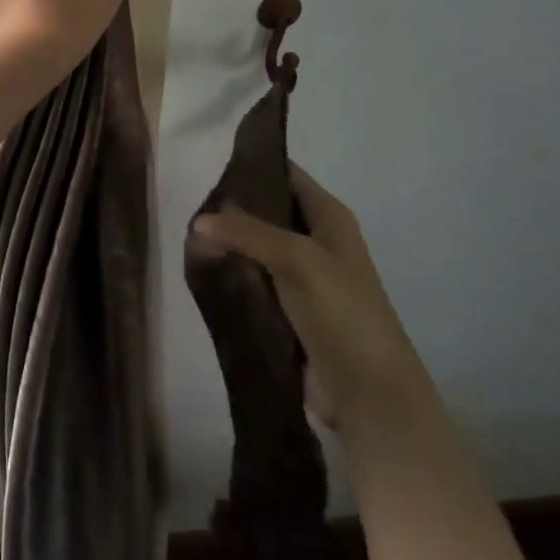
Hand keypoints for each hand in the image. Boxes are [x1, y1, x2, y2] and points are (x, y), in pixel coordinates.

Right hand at [193, 167, 435, 448]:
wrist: (369, 393)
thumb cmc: (342, 311)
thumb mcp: (296, 258)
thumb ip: (246, 233)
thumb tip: (198, 221)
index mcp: (330, 217)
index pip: (287, 175)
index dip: (254, 167)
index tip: (211, 166)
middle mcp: (318, 241)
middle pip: (269, 212)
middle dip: (233, 210)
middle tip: (191, 208)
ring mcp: (305, 279)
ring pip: (259, 250)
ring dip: (231, 247)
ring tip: (190, 240)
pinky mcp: (291, 312)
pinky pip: (256, 284)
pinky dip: (235, 278)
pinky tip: (204, 274)